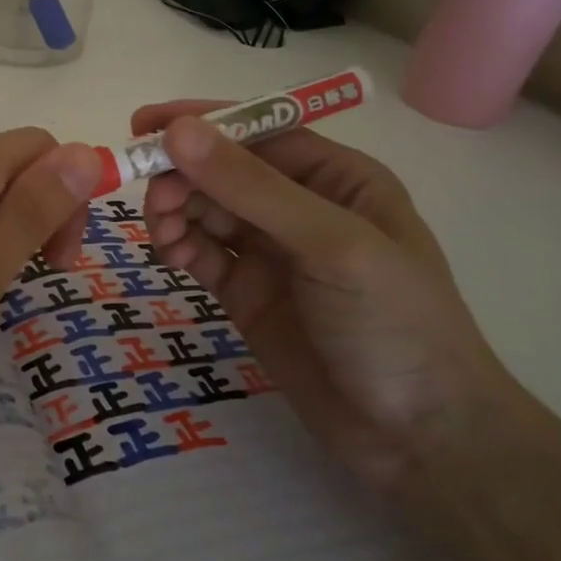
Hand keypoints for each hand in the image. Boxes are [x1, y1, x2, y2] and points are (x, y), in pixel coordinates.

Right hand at [136, 102, 510, 491]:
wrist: (418, 437)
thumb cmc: (394, 323)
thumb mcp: (331, 244)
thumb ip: (252, 187)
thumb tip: (178, 131)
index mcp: (337, 178)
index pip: (259, 132)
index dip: (202, 124)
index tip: (143, 125)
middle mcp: (301, 207)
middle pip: (224, 171)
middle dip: (184, 176)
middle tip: (153, 201)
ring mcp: (272, 252)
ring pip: (207, 211)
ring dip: (176, 212)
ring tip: (160, 234)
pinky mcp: (248, 293)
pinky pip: (203, 254)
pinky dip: (180, 247)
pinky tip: (170, 256)